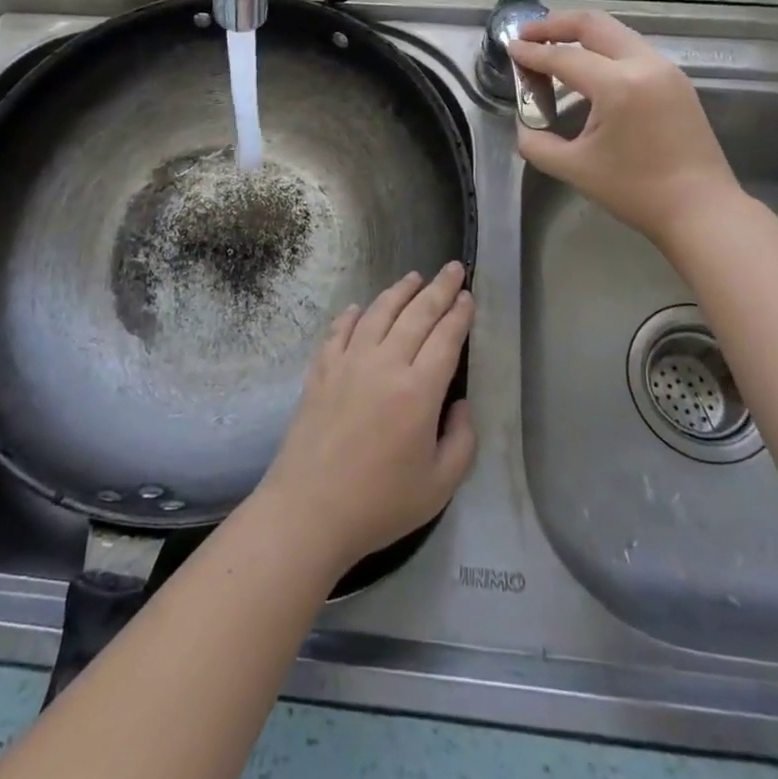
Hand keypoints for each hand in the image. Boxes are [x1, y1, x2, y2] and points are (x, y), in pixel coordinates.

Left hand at [253, 263, 476, 576]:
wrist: (309, 510)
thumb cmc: (380, 503)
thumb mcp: (440, 485)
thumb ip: (462, 440)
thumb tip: (460, 403)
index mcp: (419, 391)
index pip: (446, 338)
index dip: (460, 314)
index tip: (468, 296)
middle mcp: (385, 364)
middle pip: (417, 314)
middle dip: (439, 288)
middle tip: (453, 268)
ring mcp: (349, 362)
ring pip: (379, 312)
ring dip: (400, 291)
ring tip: (414, 277)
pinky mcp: (321, 369)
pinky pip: (341, 329)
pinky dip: (355, 314)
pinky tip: (362, 307)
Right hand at [508, 11, 740, 246]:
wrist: (701, 210)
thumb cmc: (636, 191)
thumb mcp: (574, 169)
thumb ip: (537, 142)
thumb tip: (524, 124)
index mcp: (618, 85)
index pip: (564, 57)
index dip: (532, 53)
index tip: (509, 47)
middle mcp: (644, 65)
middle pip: (594, 25)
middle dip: (556, 25)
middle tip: (528, 34)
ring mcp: (666, 69)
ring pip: (617, 33)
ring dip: (582, 35)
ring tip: (554, 47)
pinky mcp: (677, 81)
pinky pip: (633, 50)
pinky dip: (605, 50)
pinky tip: (589, 69)